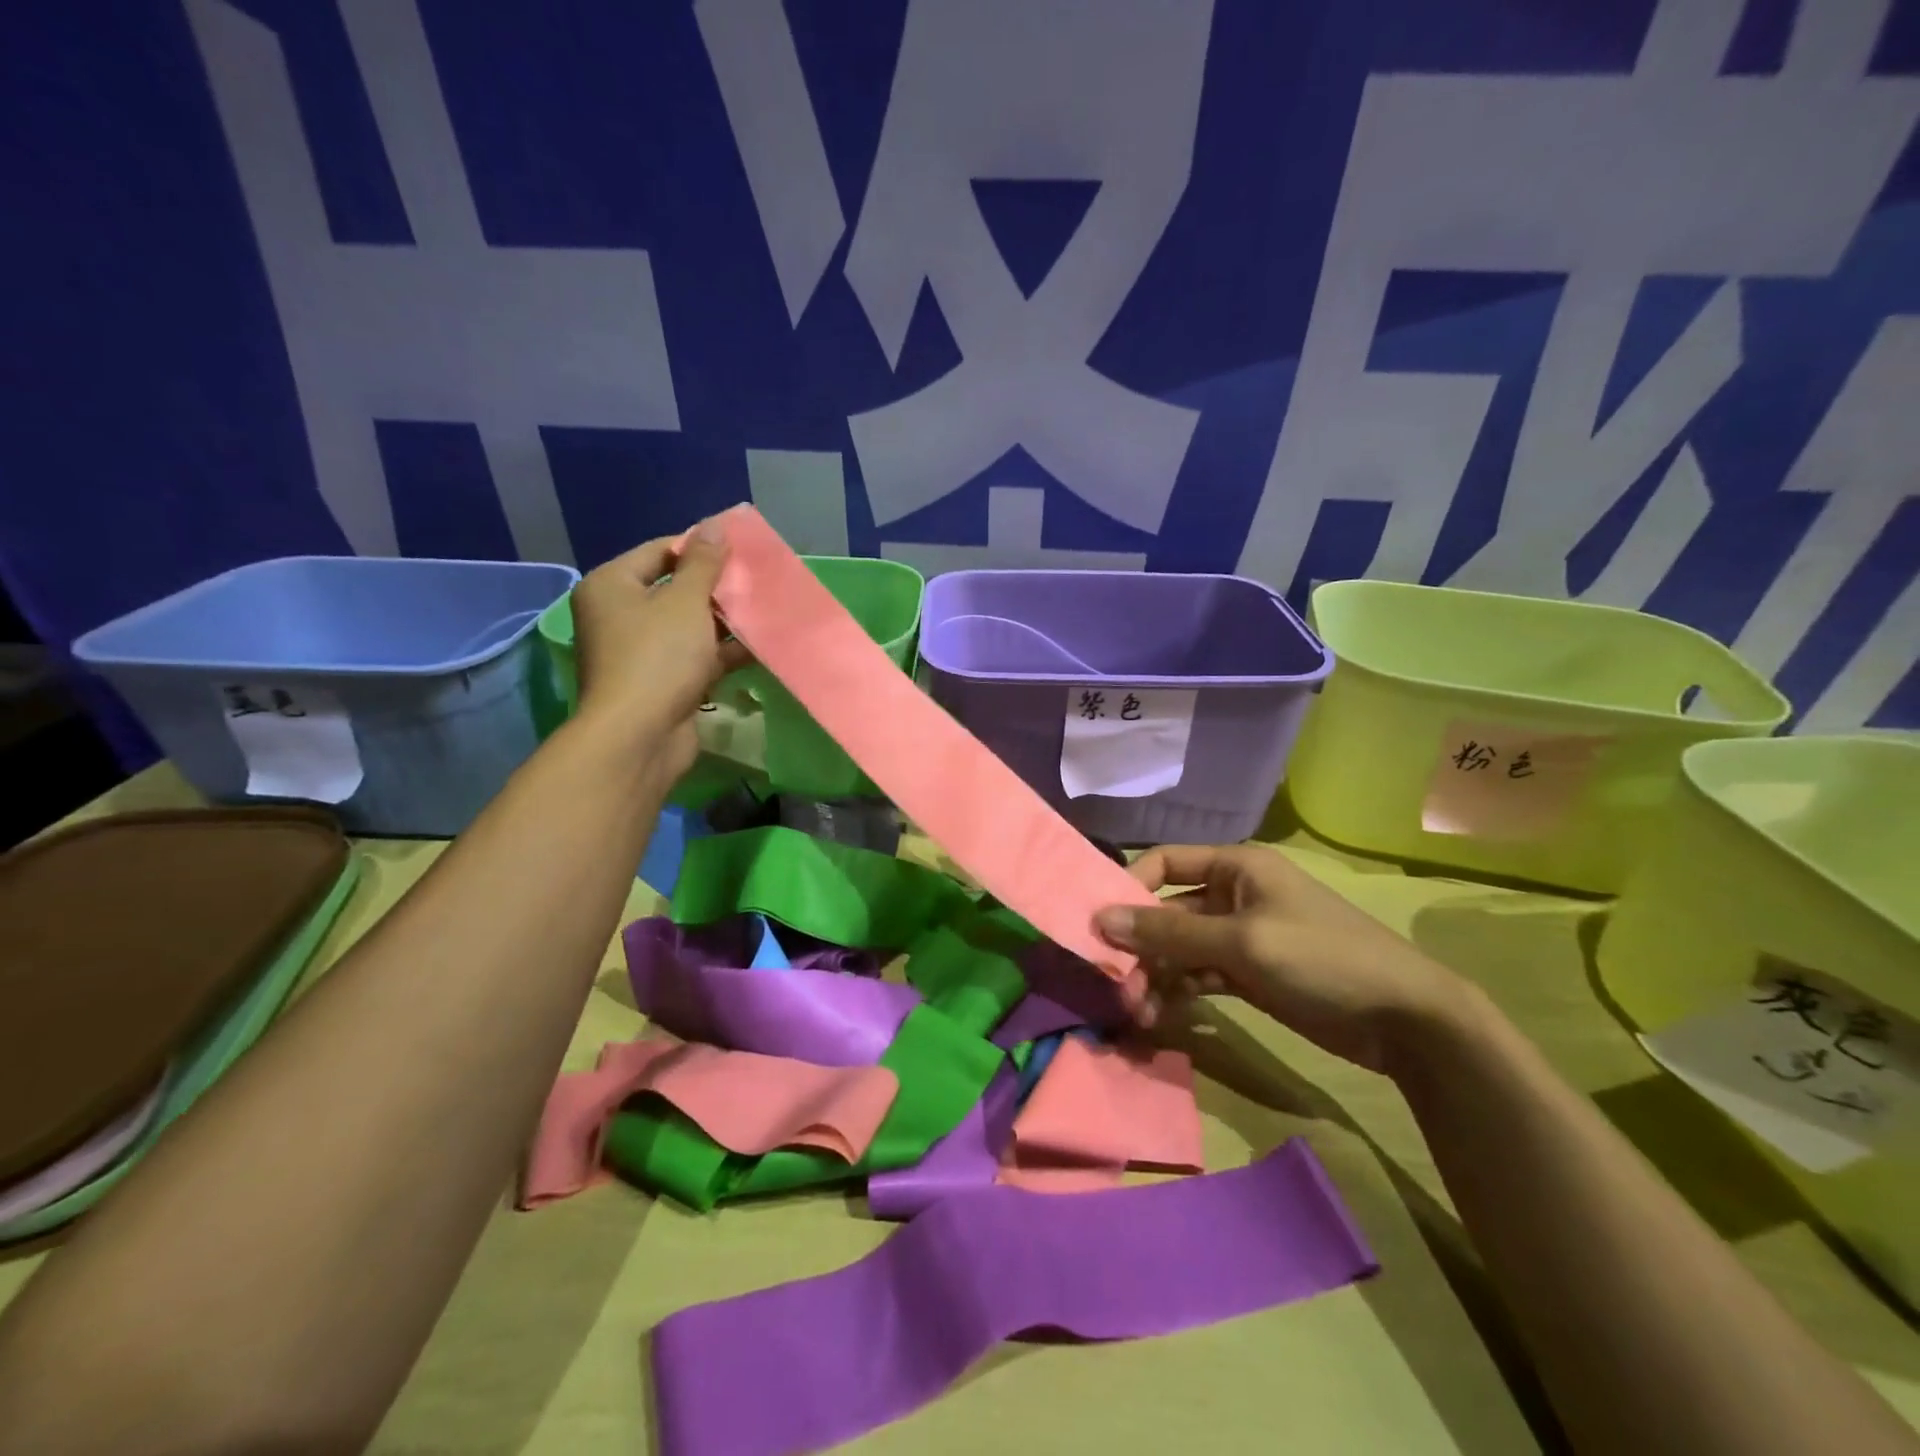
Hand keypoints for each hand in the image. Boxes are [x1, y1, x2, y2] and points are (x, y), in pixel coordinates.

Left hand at [567, 518, 747, 780]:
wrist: (640, 737)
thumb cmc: (658, 658)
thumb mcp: (685, 603)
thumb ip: (704, 563)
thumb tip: (716, 524)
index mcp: (612, 586)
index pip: (660, 551)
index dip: (701, 547)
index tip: (741, 548)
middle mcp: (620, 615)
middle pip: (675, 589)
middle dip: (717, 586)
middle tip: (757, 578)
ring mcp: (641, 652)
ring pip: (690, 626)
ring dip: (725, 620)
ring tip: (766, 608)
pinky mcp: (662, 682)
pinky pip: (696, 656)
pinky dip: (723, 651)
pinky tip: (760, 644)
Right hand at [1094, 844, 1473, 1074]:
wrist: (1406, 1021)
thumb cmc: (1321, 959)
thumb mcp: (1241, 942)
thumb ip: (1169, 932)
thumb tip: (1102, 920)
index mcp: (1236, 867)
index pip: (1165, 862)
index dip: (1130, 887)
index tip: (1101, 924)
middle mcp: (1234, 894)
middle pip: (1169, 910)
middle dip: (1141, 945)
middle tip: (1116, 983)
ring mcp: (1242, 936)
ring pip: (1181, 947)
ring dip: (1156, 974)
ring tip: (1137, 1009)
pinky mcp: (1250, 973)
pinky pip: (1200, 973)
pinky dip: (1179, 990)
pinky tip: (1160, 1013)